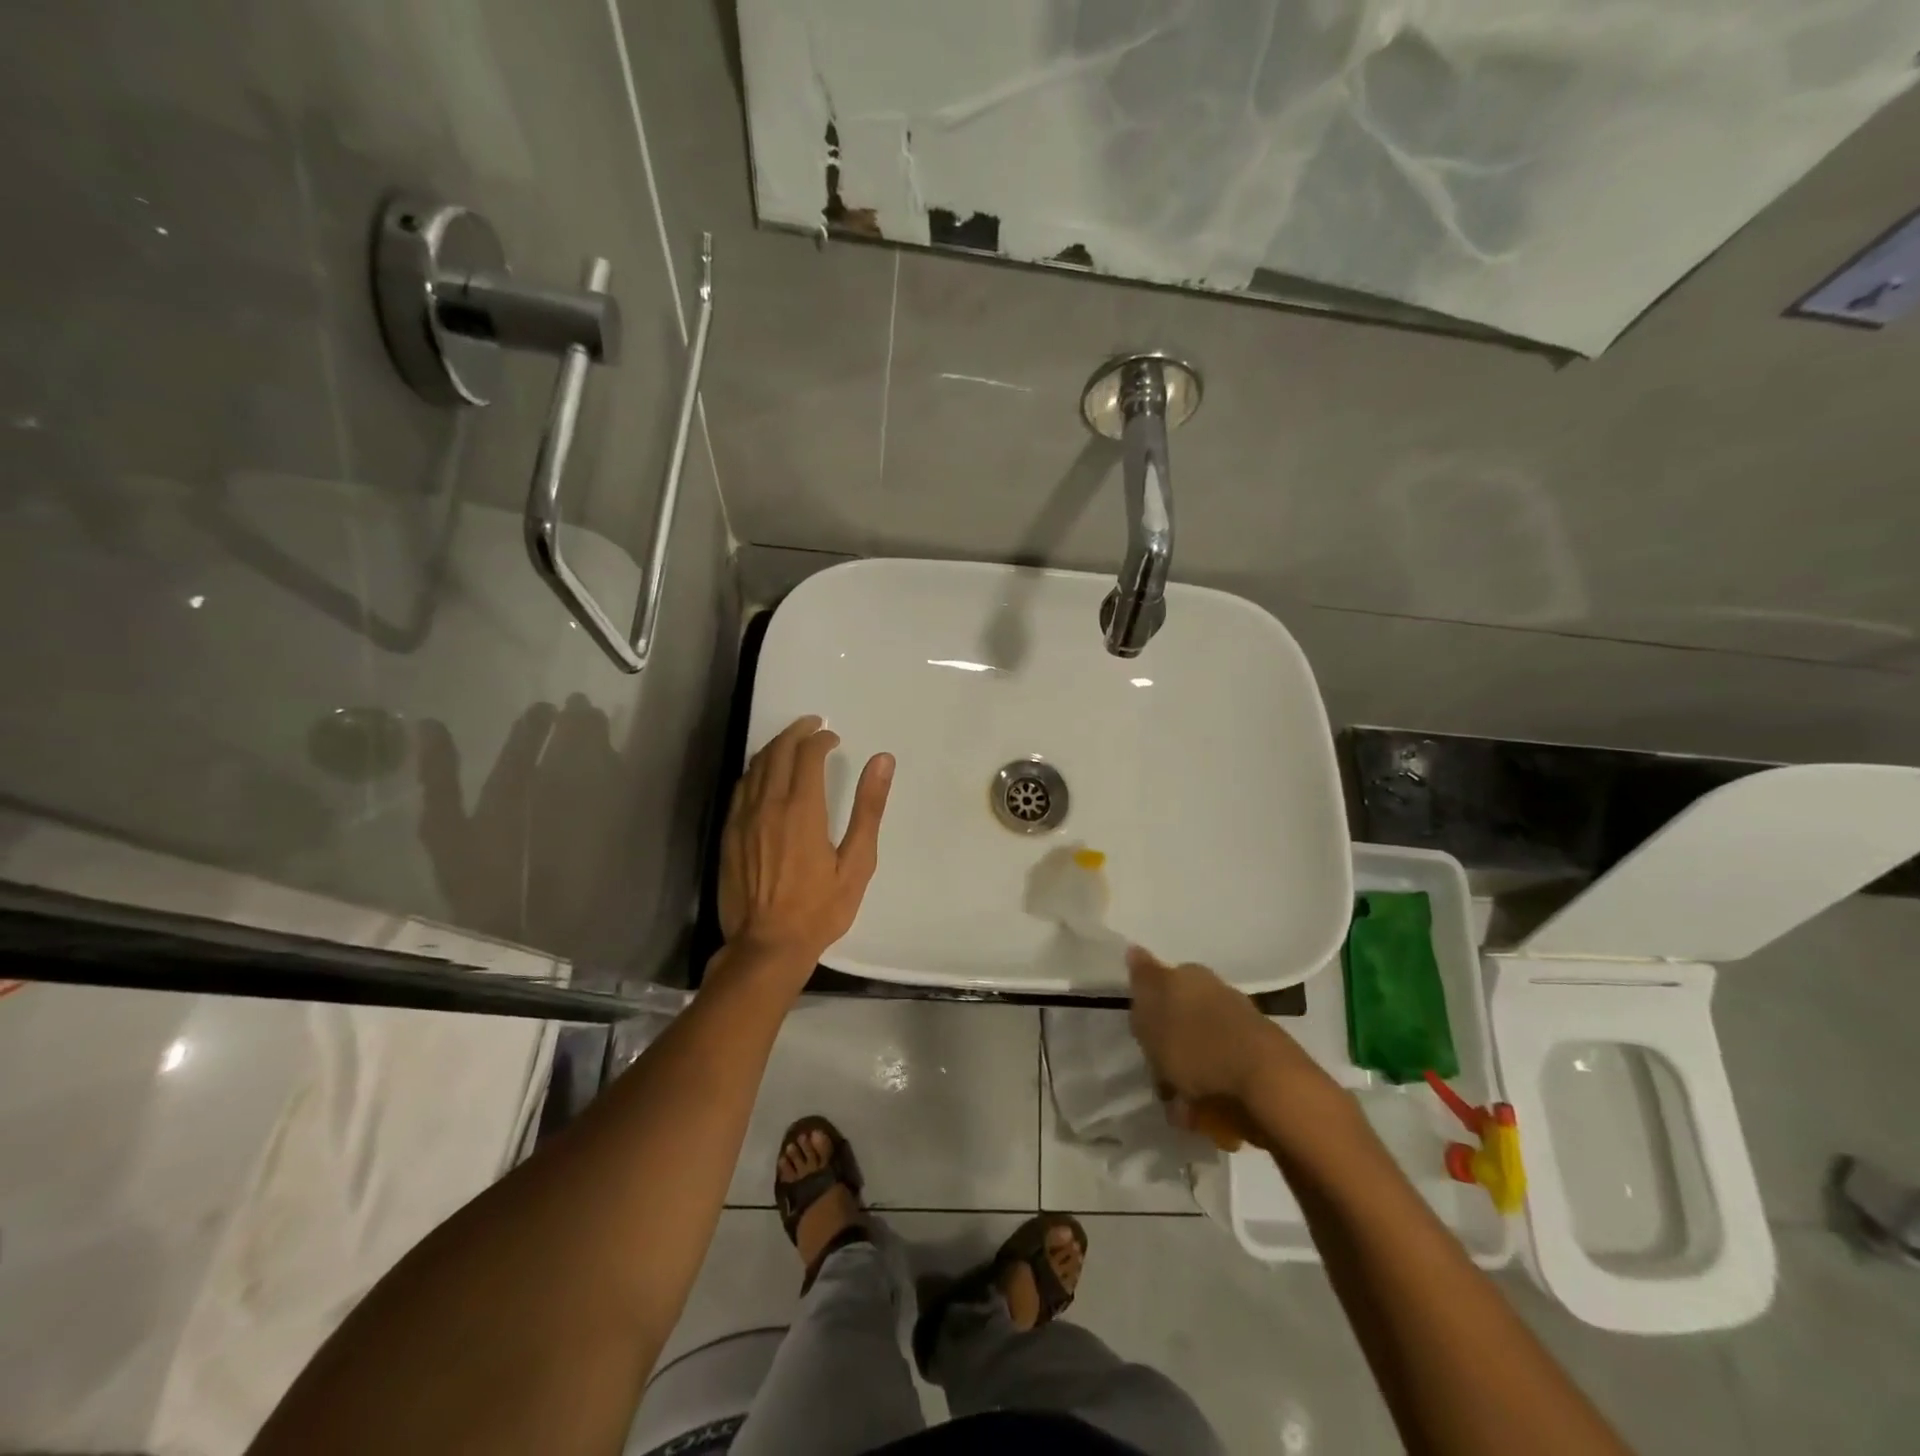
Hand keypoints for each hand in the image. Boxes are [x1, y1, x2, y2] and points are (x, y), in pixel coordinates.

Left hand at [717, 715, 892, 974]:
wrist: (767, 946)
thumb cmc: (820, 909)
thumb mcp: (857, 863)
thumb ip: (868, 809)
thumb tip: (882, 761)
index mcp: (802, 810)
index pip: (808, 755)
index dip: (821, 739)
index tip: (833, 738)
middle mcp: (768, 806)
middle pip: (777, 752)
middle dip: (796, 732)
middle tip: (813, 725)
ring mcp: (743, 819)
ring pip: (755, 767)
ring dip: (774, 748)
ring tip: (791, 743)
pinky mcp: (729, 834)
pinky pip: (740, 788)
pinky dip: (756, 771)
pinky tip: (764, 775)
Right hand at [1126, 946, 1322, 1120]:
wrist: (1267, 1083)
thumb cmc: (1197, 1045)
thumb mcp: (1154, 1010)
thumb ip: (1142, 980)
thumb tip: (1134, 949)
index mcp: (1191, 976)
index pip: (1159, 986)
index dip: (1147, 1015)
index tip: (1142, 1041)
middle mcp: (1217, 993)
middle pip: (1180, 1021)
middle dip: (1168, 1050)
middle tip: (1161, 1079)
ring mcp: (1241, 1026)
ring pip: (1200, 1050)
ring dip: (1188, 1077)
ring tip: (1182, 1109)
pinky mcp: (1258, 1059)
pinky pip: (1222, 1074)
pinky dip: (1211, 1093)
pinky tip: (1205, 1115)